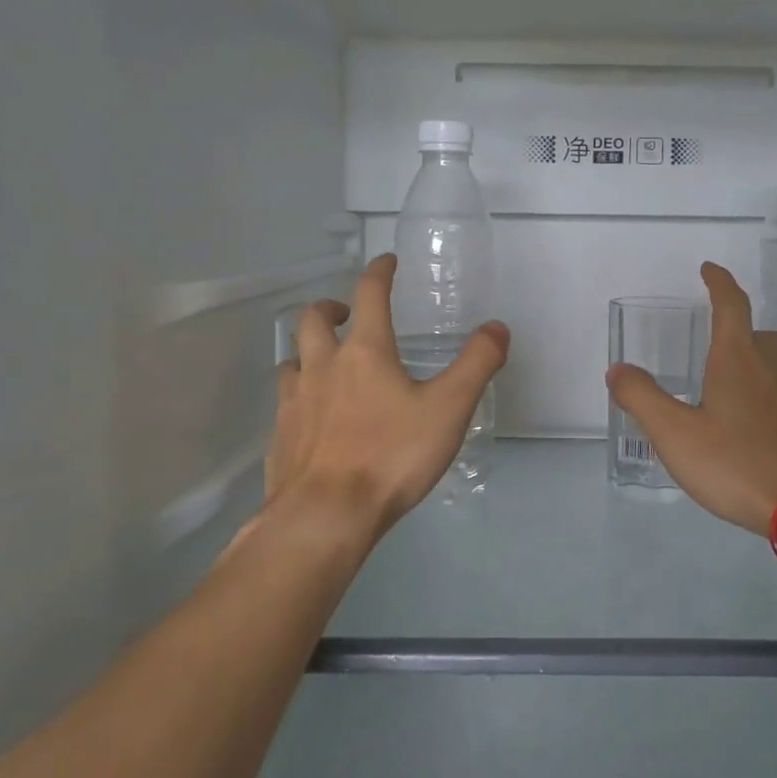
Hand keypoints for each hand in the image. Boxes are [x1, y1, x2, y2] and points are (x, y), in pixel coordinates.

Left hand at [266, 253, 508, 538]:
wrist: (325, 515)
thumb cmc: (391, 456)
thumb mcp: (450, 408)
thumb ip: (477, 364)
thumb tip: (497, 327)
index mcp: (364, 352)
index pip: (369, 294)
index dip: (379, 272)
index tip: (387, 262)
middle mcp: (322, 366)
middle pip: (313, 319)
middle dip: (331, 307)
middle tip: (347, 315)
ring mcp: (294, 402)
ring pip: (292, 360)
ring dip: (308, 352)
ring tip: (327, 365)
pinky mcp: (280, 437)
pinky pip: (285, 403)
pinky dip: (299, 395)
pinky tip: (313, 417)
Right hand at [606, 262, 776, 536]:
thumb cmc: (739, 464)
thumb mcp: (676, 434)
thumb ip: (642, 398)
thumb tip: (617, 369)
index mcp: (738, 360)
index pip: (731, 305)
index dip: (719, 282)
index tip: (709, 268)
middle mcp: (774, 370)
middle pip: (759, 335)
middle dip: (738, 331)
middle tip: (715, 345)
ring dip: (756, 369)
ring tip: (730, 395)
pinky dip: (772, 403)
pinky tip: (758, 433)